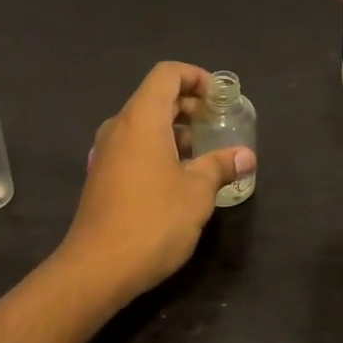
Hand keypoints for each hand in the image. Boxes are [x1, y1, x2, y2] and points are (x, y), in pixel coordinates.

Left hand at [59, 62, 253, 302]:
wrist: (97, 268)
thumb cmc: (153, 221)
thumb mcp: (197, 193)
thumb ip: (220, 166)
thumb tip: (245, 156)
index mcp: (141, 119)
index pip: (167, 74)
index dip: (196, 77)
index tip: (220, 99)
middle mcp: (118, 127)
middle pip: (154, 97)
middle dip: (189, 105)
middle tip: (218, 124)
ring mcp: (105, 153)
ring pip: (143, 125)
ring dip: (175, 130)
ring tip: (204, 152)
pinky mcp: (102, 177)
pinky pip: (133, 147)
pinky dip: (158, 148)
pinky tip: (179, 177)